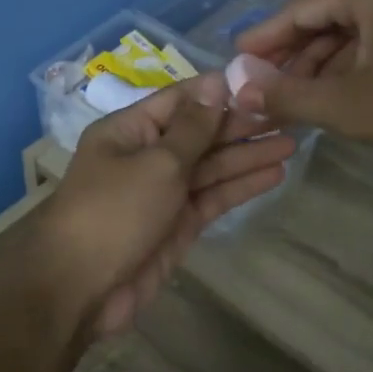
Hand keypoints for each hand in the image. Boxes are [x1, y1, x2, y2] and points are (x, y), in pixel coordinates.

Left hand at [37, 73, 295, 335]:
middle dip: (241, 125)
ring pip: (211, 167)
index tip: (261, 84)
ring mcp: (163, 192)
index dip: (219, 92)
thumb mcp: (156, 162)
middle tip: (289, 114)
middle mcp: (146, 156)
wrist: (80, 287)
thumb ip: (192, 128)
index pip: (180, 100)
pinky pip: (213, 198)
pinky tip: (274, 174)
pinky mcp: (177, 225)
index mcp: (130, 130)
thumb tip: (214, 84)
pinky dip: (241, 186)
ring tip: (292, 143)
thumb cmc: (114, 211)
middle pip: (199, 134)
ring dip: (248, 155)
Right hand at [234, 0, 372, 163]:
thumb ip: (287, 95)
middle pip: (327, 18)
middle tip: (260, 87)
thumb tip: (239, 89)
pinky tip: (335, 98)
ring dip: (322, 67)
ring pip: (354, 34)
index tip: (235, 58)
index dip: (264, 38)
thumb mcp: (347, 105)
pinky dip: (353, 69)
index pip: (300, 8)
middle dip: (292, 57)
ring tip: (290, 100)